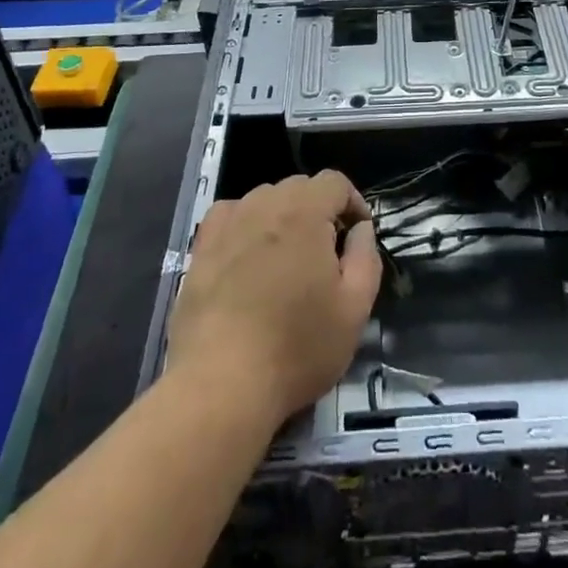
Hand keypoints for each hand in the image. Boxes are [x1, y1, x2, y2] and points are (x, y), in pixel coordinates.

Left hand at [167, 171, 380, 422]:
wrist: (220, 385)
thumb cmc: (297, 347)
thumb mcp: (354, 309)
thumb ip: (365, 257)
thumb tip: (360, 228)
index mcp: (305, 212)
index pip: (335, 182)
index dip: (353, 202)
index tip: (357, 236)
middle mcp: (265, 204)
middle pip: (300, 187)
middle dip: (319, 210)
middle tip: (326, 254)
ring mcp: (229, 224)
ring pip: (265, 199)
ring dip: (283, 217)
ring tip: (287, 259)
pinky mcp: (201, 248)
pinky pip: (230, 215)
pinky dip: (245, 223)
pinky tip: (247, 254)